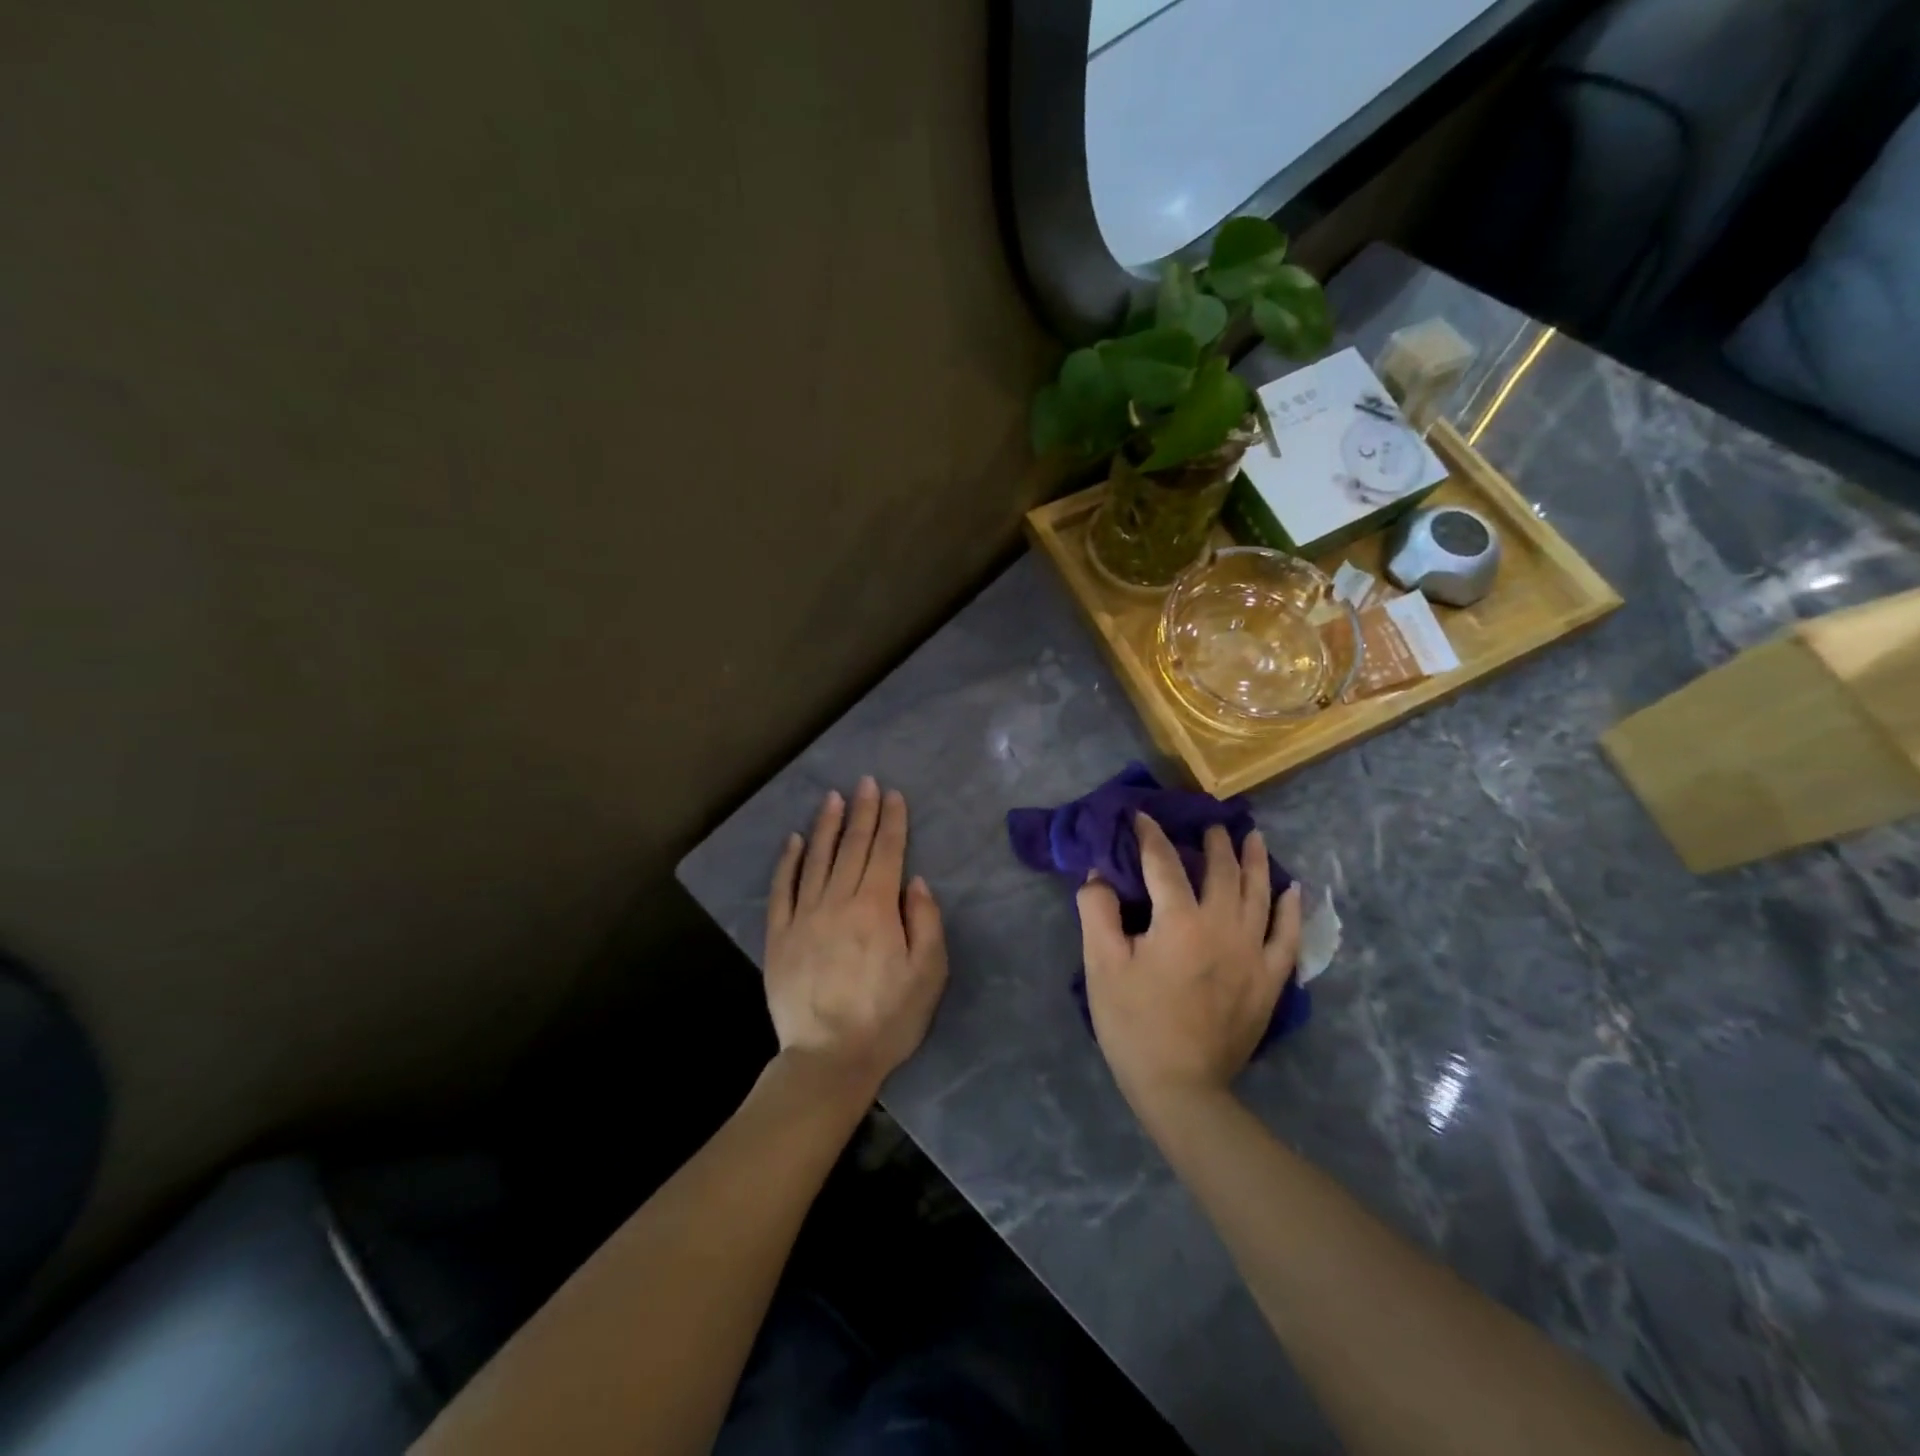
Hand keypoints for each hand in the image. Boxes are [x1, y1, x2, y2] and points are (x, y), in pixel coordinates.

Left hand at [765, 778, 948, 1096]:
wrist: (828, 1058)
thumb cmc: (888, 1019)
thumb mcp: (928, 974)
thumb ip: (926, 921)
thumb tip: (914, 880)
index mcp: (876, 908)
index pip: (887, 852)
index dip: (892, 820)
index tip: (893, 794)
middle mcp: (838, 901)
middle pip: (853, 847)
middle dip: (862, 811)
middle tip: (865, 782)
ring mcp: (804, 916)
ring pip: (816, 859)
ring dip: (826, 826)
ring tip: (832, 798)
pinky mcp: (779, 935)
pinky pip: (782, 888)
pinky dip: (787, 861)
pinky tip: (792, 841)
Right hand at [1079, 814, 1300, 1108]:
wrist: (1180, 1087)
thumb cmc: (1133, 1023)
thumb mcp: (1101, 965)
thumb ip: (1097, 911)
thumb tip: (1099, 874)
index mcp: (1179, 921)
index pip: (1164, 864)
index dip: (1150, 836)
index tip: (1141, 816)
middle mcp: (1223, 926)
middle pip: (1222, 871)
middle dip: (1213, 842)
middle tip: (1208, 823)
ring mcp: (1252, 953)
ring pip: (1259, 894)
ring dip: (1254, 861)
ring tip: (1252, 837)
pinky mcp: (1269, 980)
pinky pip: (1287, 935)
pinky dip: (1289, 909)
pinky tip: (1291, 889)